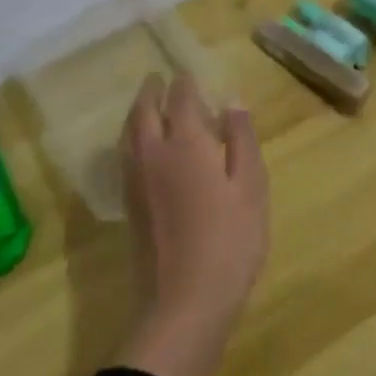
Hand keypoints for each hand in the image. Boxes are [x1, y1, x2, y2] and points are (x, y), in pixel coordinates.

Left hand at [117, 73, 269, 375]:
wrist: (185, 303)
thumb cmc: (230, 240)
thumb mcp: (251, 186)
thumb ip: (241, 139)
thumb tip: (231, 100)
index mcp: (186, 144)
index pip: (180, 100)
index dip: (185, 83)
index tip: (189, 72)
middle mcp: (153, 155)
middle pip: (144, 112)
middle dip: (151, 92)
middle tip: (159, 79)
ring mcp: (136, 182)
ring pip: (128, 135)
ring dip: (137, 113)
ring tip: (147, 106)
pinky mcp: (129, 207)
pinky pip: (125, 157)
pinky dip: (131, 139)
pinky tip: (142, 148)